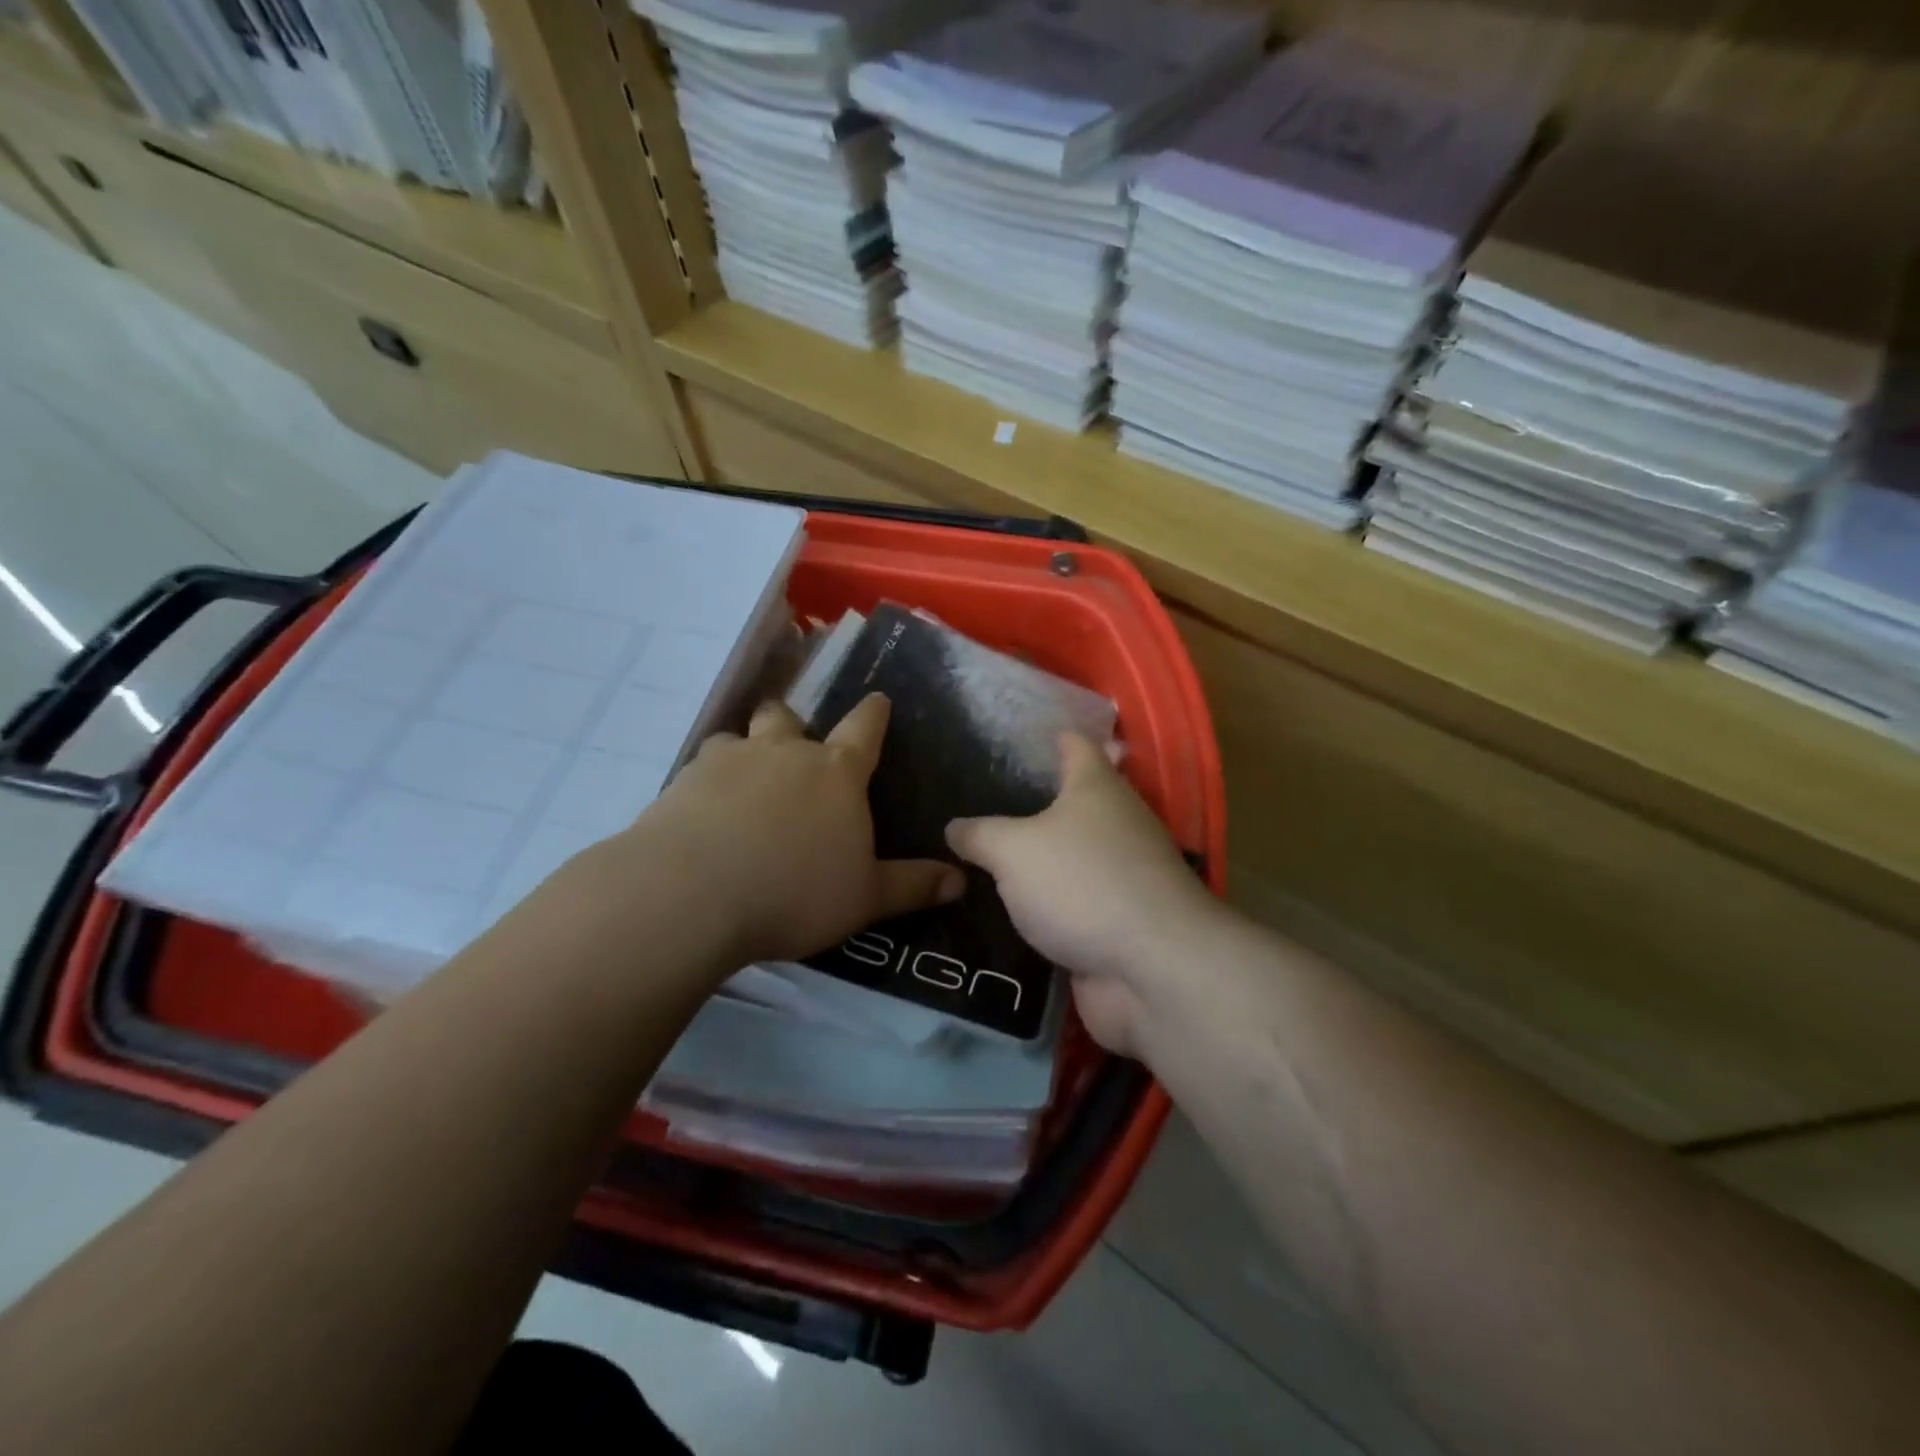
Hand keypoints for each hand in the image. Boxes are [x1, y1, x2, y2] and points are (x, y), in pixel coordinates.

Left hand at [621, 693, 962, 967]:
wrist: (693, 894)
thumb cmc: (795, 892)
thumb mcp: (864, 898)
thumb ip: (912, 885)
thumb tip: (961, 880)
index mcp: (836, 773)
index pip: (864, 728)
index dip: (874, 713)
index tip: (878, 699)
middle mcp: (784, 752)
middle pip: (788, 717)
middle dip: (793, 723)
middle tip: (793, 743)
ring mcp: (729, 761)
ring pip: (739, 735)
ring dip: (746, 749)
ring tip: (743, 778)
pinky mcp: (683, 781)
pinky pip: (700, 767)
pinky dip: (708, 781)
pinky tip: (703, 810)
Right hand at [946, 735, 1220, 1056]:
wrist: (1151, 968)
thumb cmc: (1081, 883)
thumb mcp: (1013, 851)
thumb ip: (980, 835)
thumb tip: (954, 827)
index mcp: (1097, 788)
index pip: (1076, 746)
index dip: (1052, 738)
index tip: (1022, 738)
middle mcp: (1118, 824)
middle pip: (1077, 803)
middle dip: (1037, 804)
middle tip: (983, 805)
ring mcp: (1124, 876)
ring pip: (1075, 858)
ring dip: (1042, 861)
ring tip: (987, 859)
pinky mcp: (1121, 922)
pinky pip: (1076, 905)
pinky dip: (1050, 907)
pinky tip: (1012, 913)